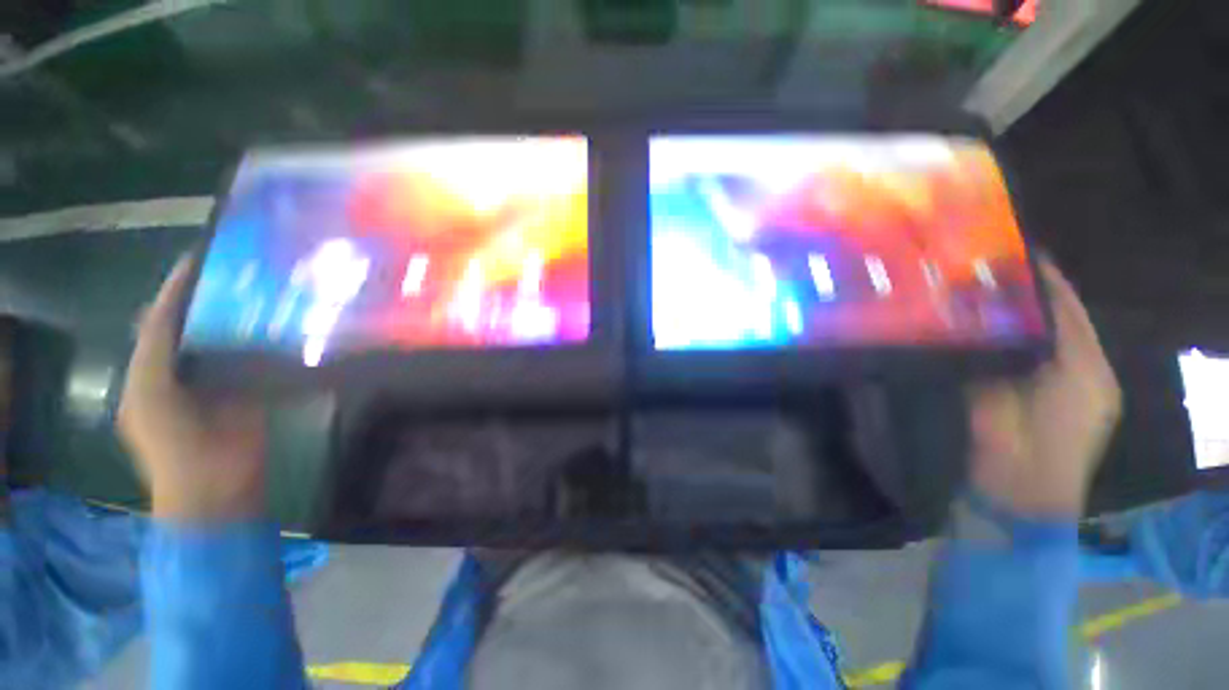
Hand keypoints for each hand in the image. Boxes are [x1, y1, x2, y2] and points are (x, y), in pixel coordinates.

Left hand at [117, 257, 266, 521]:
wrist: (217, 488)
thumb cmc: (174, 447)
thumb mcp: (151, 396)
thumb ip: (156, 354)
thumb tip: (170, 307)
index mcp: (154, 369)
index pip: (163, 319)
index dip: (178, 288)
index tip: (203, 258)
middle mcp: (188, 369)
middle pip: (199, 326)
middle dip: (215, 299)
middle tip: (244, 271)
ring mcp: (223, 381)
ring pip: (232, 341)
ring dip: (246, 319)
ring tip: (270, 292)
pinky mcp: (254, 391)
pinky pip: (260, 359)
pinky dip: (270, 342)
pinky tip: (287, 325)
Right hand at [966, 260, 1121, 517]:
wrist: (1019, 473)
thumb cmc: (1067, 426)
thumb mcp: (1084, 374)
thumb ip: (1066, 329)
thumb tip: (1042, 281)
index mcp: (1074, 352)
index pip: (1058, 304)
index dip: (1041, 276)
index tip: (1015, 245)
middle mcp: (1034, 352)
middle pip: (1019, 312)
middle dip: (1001, 287)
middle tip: (972, 256)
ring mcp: (997, 364)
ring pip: (986, 325)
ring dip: (973, 305)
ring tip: (950, 274)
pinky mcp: (965, 373)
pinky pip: (960, 343)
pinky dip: (952, 326)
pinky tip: (938, 306)